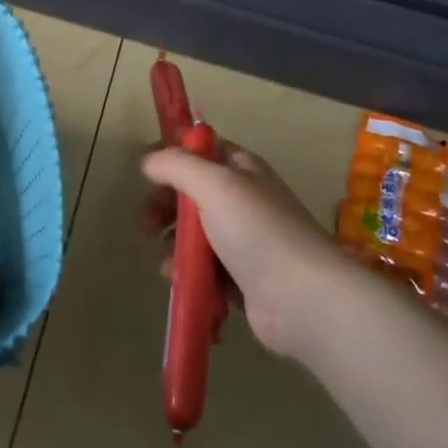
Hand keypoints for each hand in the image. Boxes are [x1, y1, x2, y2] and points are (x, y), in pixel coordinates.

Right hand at [141, 141, 362, 359]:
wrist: (301, 297)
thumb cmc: (256, 230)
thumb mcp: (213, 184)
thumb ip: (176, 165)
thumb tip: (148, 161)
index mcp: (241, 169)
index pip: (200, 150)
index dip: (171, 158)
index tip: (146, 177)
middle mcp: (242, 199)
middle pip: (190, 193)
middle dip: (165, 208)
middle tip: (150, 226)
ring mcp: (242, 239)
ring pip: (193, 234)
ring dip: (174, 246)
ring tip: (169, 263)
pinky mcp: (239, 275)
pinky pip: (203, 266)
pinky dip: (189, 271)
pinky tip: (182, 281)